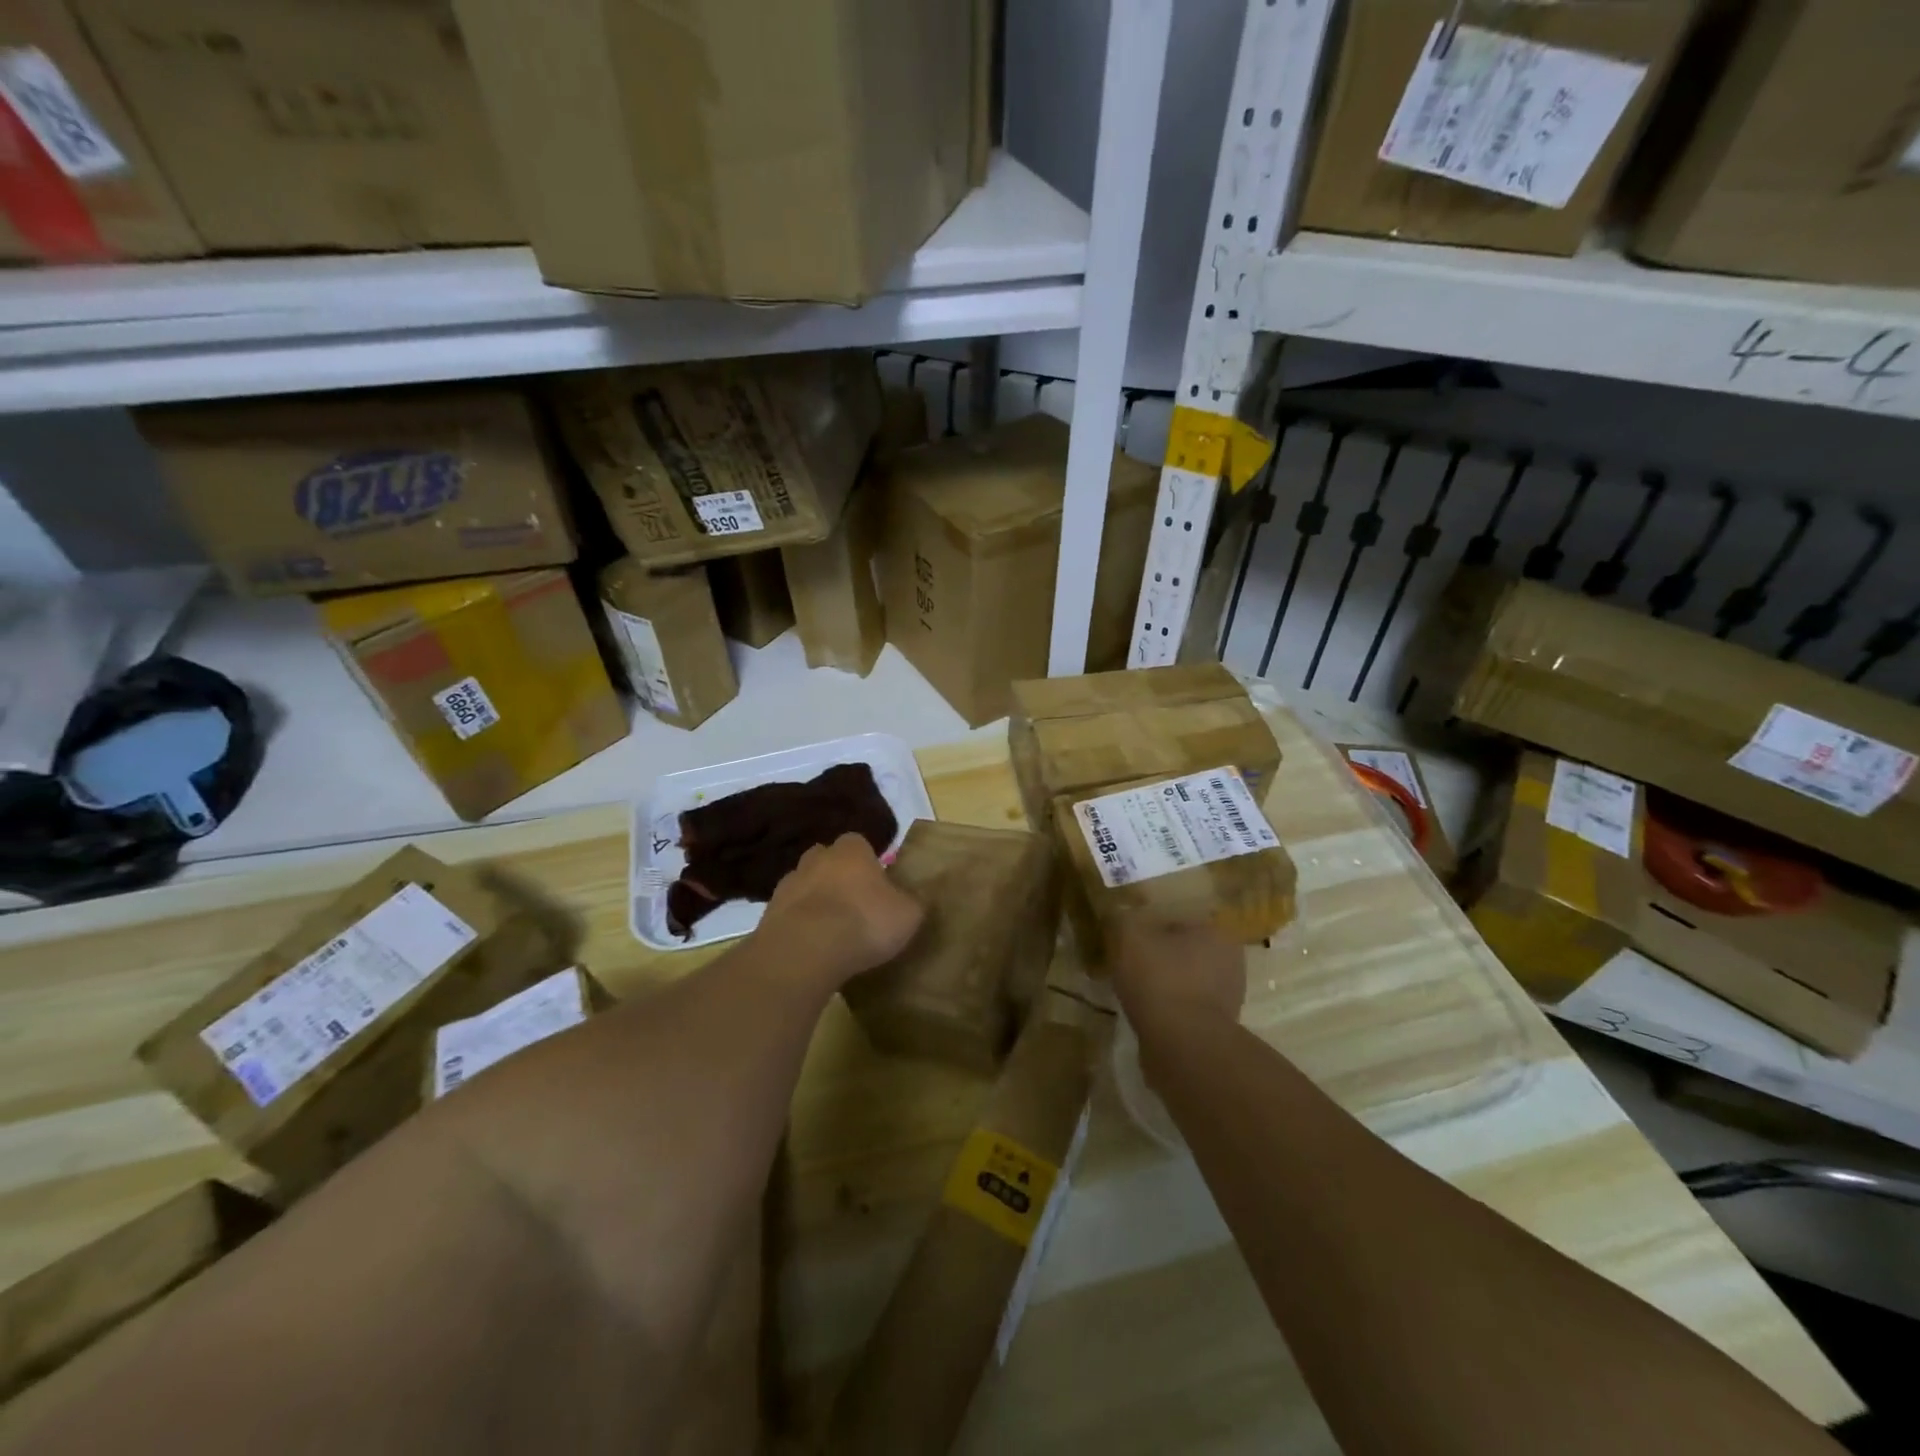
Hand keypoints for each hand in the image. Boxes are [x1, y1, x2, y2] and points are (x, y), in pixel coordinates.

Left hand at [762, 833, 924, 984]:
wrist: (806, 950)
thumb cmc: (865, 922)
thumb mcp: (908, 914)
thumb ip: (912, 902)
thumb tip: (912, 898)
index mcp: (852, 850)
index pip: (860, 843)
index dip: (868, 862)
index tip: (877, 885)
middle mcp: (817, 858)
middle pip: (827, 860)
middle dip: (837, 877)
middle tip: (853, 905)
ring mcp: (788, 884)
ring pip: (805, 886)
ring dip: (815, 901)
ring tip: (831, 931)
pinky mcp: (768, 913)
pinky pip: (789, 914)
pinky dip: (798, 925)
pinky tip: (811, 947)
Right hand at [1110, 915, 1245, 1029]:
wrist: (1183, 1044)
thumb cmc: (1159, 978)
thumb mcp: (1129, 935)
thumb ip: (1123, 918)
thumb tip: (1120, 915)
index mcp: (1215, 932)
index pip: (1177, 920)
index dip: (1149, 928)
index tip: (1128, 940)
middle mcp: (1231, 961)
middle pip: (1183, 951)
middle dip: (1159, 956)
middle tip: (1129, 964)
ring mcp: (1228, 997)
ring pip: (1186, 980)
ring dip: (1164, 984)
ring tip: (1134, 991)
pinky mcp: (1218, 1027)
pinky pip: (1186, 1008)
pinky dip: (1169, 1009)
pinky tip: (1148, 1014)